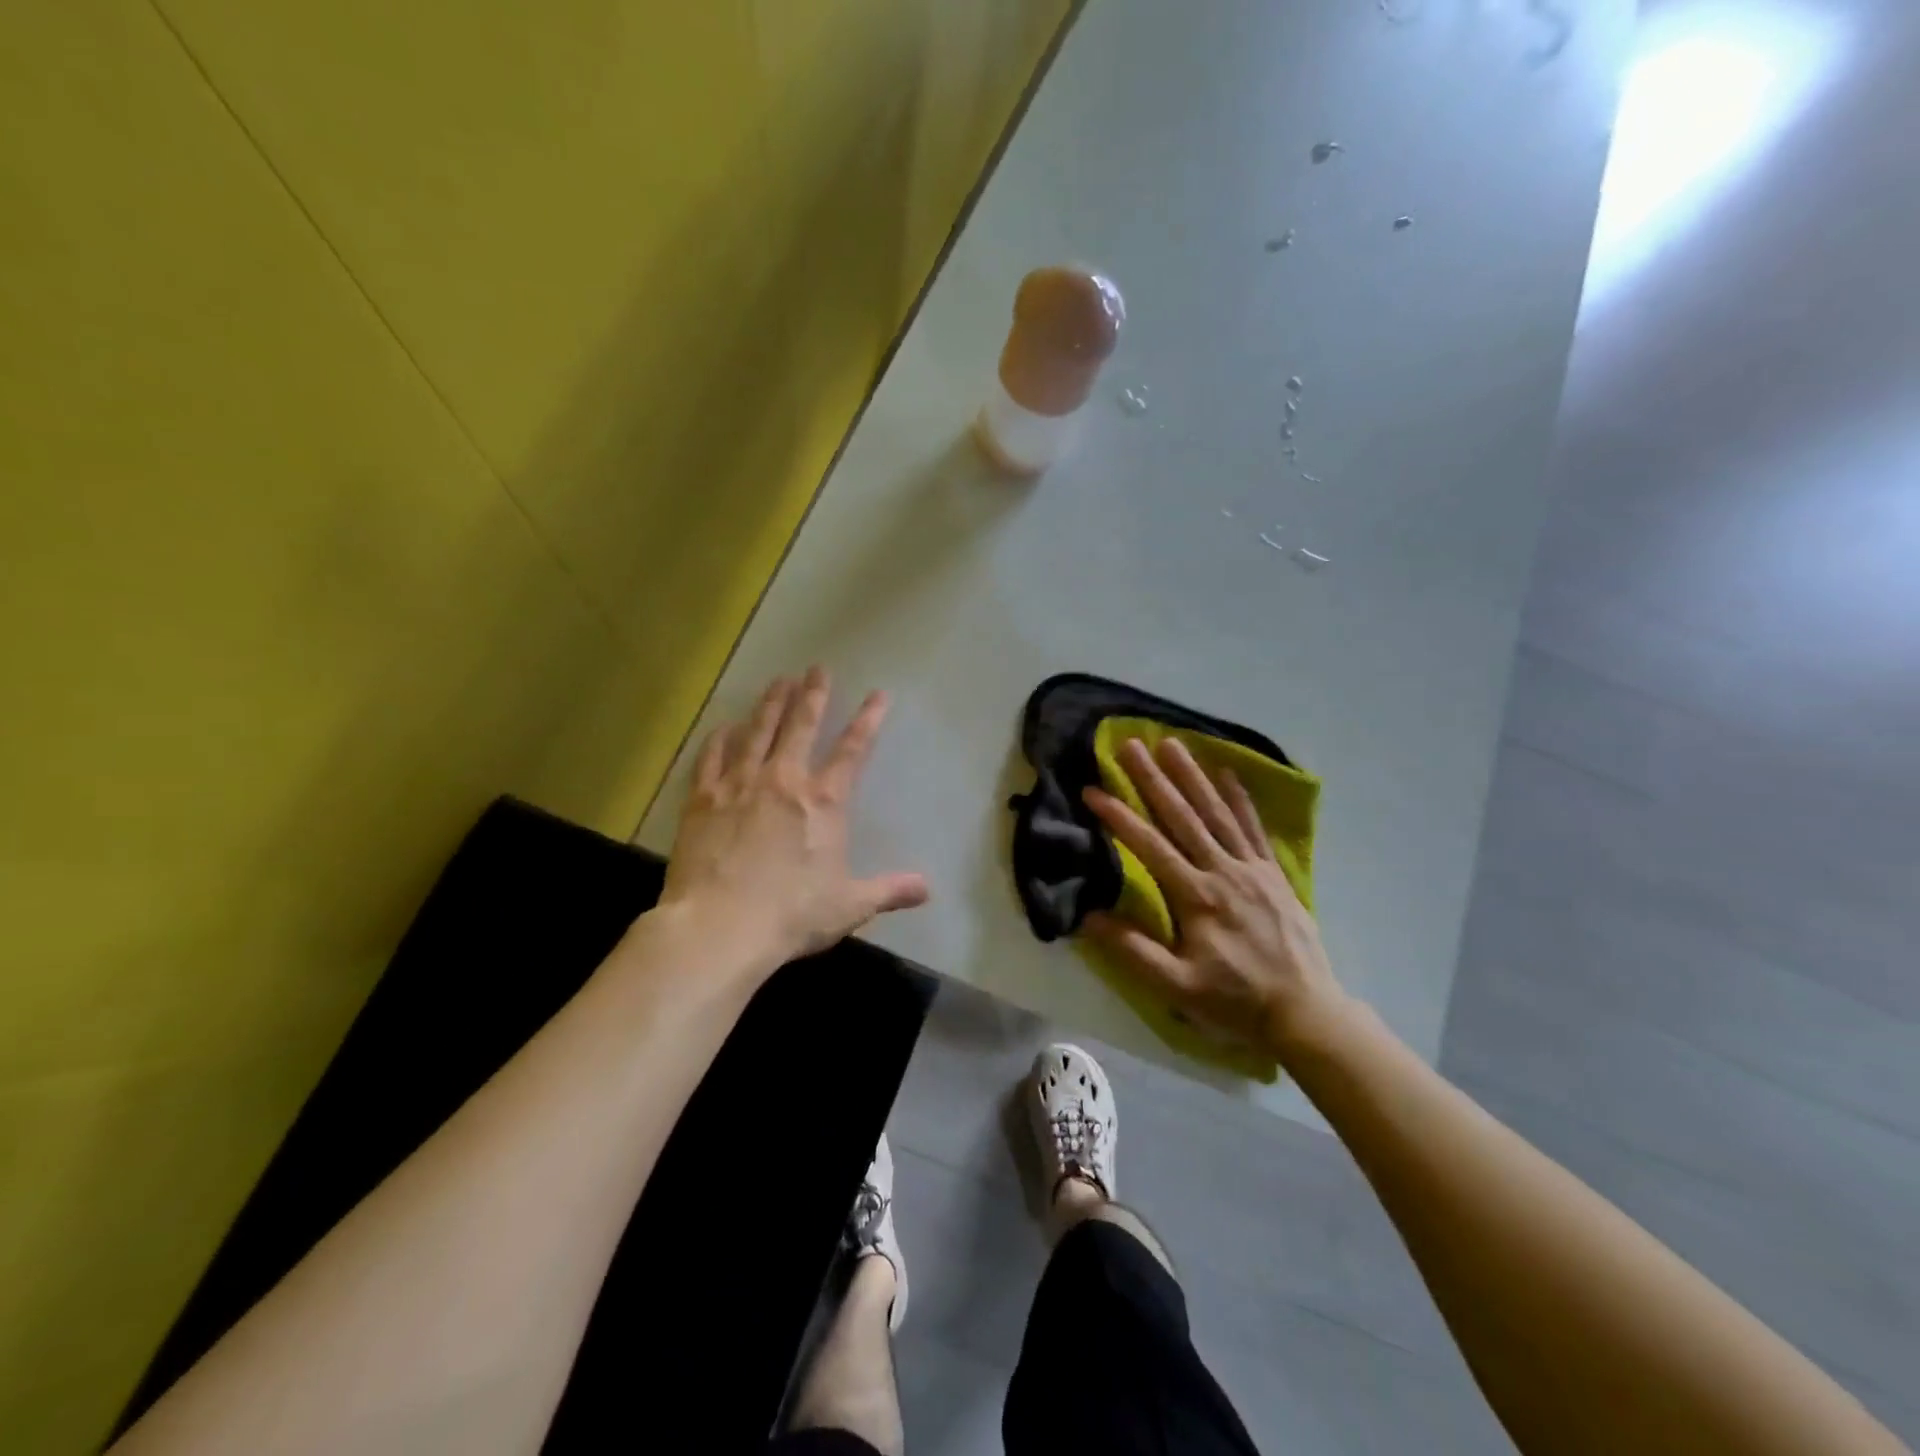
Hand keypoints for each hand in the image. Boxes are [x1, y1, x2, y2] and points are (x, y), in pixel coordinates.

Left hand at [660, 667, 929, 969]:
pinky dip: (720, 738)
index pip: (852, 750)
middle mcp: (783, 780)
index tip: (878, 694)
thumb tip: (927, 889)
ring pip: (758, 731)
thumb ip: (889, 891)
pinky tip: (725, 726)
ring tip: (778, 680)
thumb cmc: (790, 914)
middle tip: (817, 668)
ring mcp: (739, 784)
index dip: (868, 720)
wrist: (719, 927)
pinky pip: (712, 757)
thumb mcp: (849, 905)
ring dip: (770, 703)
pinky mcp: (703, 799)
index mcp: (822, 802)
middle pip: (801, 725)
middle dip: (813, 694)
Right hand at [1082, 736, 1347, 1060]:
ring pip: (1217, 813)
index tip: (1092, 790)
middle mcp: (1223, 871)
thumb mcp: (1177, 987)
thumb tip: (1089, 916)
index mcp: (1196, 897)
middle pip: (1182, 817)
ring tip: (1172, 744)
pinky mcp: (1274, 873)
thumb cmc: (1235, 1000)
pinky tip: (1227, 773)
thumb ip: (1133, 950)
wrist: (1306, 1012)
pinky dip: (1240, 799)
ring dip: (1192, 777)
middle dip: (1153, 779)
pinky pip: (1254, 828)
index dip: (1119, 817)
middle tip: (1131, 744)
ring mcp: (1252, 868)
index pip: (1150, 846)